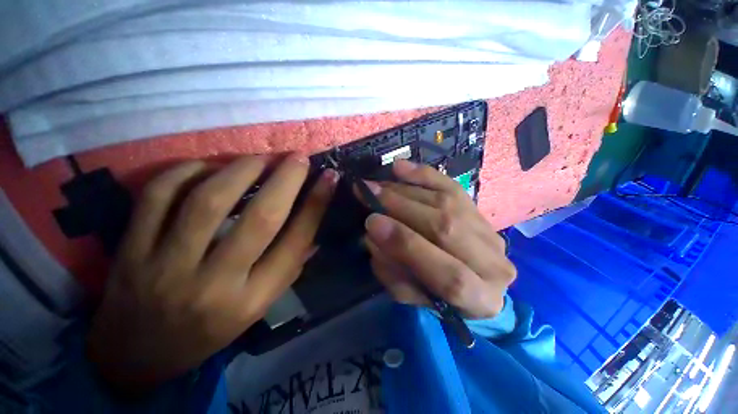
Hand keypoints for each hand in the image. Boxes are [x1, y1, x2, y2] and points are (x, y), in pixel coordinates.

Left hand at [87, 155, 337, 393]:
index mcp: (253, 299)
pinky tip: (208, 167)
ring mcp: (166, 267)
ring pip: (208, 201)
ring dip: (241, 169)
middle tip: (298, 157)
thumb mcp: (259, 306)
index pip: (295, 241)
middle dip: (285, 179)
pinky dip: (188, 171)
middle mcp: (215, 284)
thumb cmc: (209, 331)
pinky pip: (158, 196)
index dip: (316, 204)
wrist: (137, 356)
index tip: (329, 177)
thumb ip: (288, 264)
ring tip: (259, 158)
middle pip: (260, 218)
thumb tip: (313, 219)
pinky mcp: (130, 251)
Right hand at [360, 160, 515, 318]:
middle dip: (401, 208)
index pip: (449, 275)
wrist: (469, 280)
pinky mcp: (479, 210)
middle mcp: (493, 263)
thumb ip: (392, 271)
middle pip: (446, 227)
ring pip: (447, 203)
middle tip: (369, 194)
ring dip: (406, 191)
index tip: (372, 222)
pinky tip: (400, 168)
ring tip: (378, 184)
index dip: (407, 245)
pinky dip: (424, 175)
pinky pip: (452, 187)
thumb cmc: (435, 295)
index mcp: (479, 298)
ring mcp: (489, 232)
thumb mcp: (412, 295)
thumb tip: (374, 235)